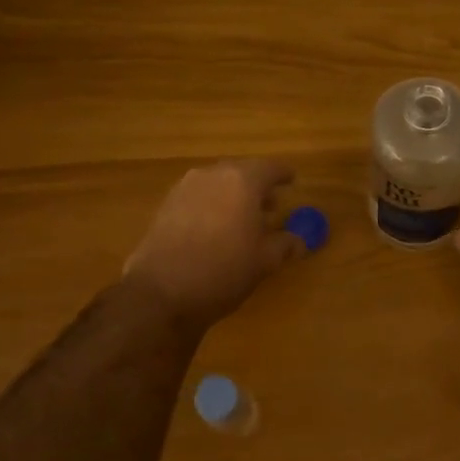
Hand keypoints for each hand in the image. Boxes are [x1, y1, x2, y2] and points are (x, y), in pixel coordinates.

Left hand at [124, 159, 304, 327]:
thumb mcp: (264, 262)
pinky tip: (216, 229)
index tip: (292, 181)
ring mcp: (184, 189)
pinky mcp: (165, 206)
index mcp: (242, 182)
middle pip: (240, 172)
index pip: (270, 168)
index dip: (283, 175)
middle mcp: (212, 176)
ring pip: (217, 184)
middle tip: (271, 204)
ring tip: (244, 219)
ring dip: (232, 196)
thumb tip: (298, 241)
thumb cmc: (223, 271)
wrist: (160, 292)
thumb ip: (284, 245)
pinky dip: (212, 206)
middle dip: (257, 186)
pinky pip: (197, 197)